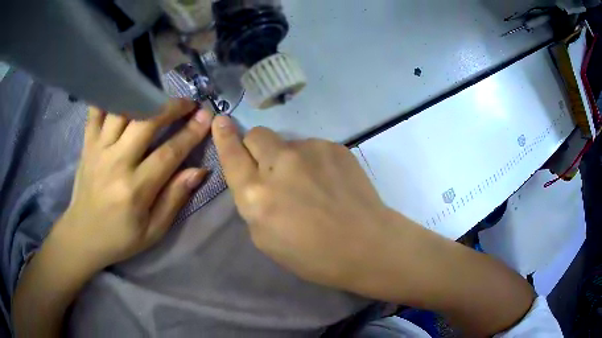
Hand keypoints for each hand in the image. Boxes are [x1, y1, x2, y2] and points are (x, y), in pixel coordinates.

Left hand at [51, 99, 211, 271]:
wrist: (82, 235)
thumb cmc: (120, 238)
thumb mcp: (153, 231)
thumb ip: (174, 199)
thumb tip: (199, 170)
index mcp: (135, 190)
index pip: (169, 153)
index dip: (191, 133)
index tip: (207, 117)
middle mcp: (116, 163)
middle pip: (147, 122)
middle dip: (172, 107)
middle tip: (188, 103)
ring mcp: (98, 150)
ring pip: (123, 110)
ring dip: (145, 97)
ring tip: (160, 95)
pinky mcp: (87, 145)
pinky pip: (96, 111)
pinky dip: (108, 95)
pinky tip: (122, 88)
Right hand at [211, 115, 415, 293]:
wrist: (366, 245)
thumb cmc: (313, 255)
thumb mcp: (265, 239)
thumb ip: (253, 203)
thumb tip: (257, 179)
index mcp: (257, 195)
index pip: (232, 155)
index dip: (224, 136)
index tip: (220, 120)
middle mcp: (279, 165)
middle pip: (257, 134)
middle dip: (257, 146)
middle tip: (271, 166)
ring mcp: (309, 150)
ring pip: (287, 142)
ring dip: (289, 157)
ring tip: (311, 183)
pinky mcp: (334, 146)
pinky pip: (313, 147)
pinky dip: (313, 161)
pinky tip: (330, 182)